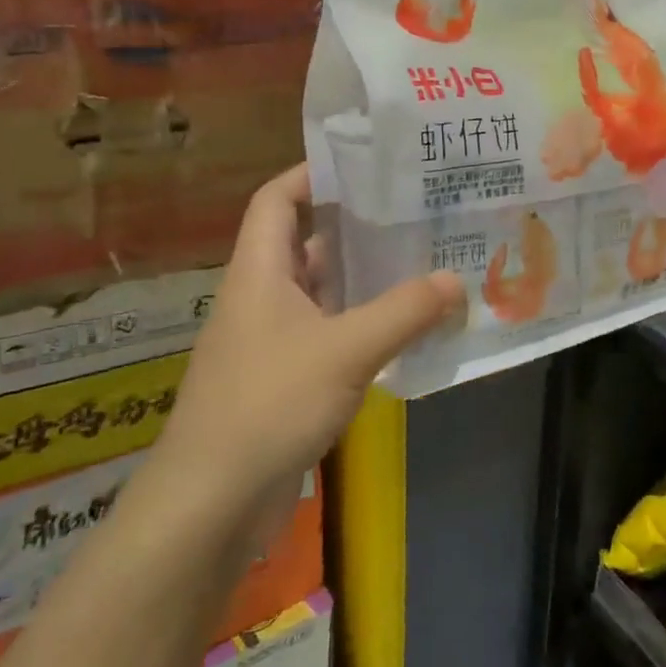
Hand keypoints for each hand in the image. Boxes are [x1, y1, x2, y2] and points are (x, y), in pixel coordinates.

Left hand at [158, 164, 465, 513]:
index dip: (311, 174)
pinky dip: (360, 324)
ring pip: (320, 292)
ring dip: (362, 279)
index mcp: (258, 272)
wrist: (210, 502)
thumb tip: (455, 279)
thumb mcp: (346, 351)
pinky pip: (326, 334)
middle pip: (304, 242)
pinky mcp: (281, 379)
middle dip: (353, 226)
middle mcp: (260, 297)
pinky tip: (401, 329)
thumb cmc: (268, 405)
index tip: (363, 164)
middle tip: (411, 212)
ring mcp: (269, 341)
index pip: (276, 200)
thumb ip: (404, 312)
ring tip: (419, 261)